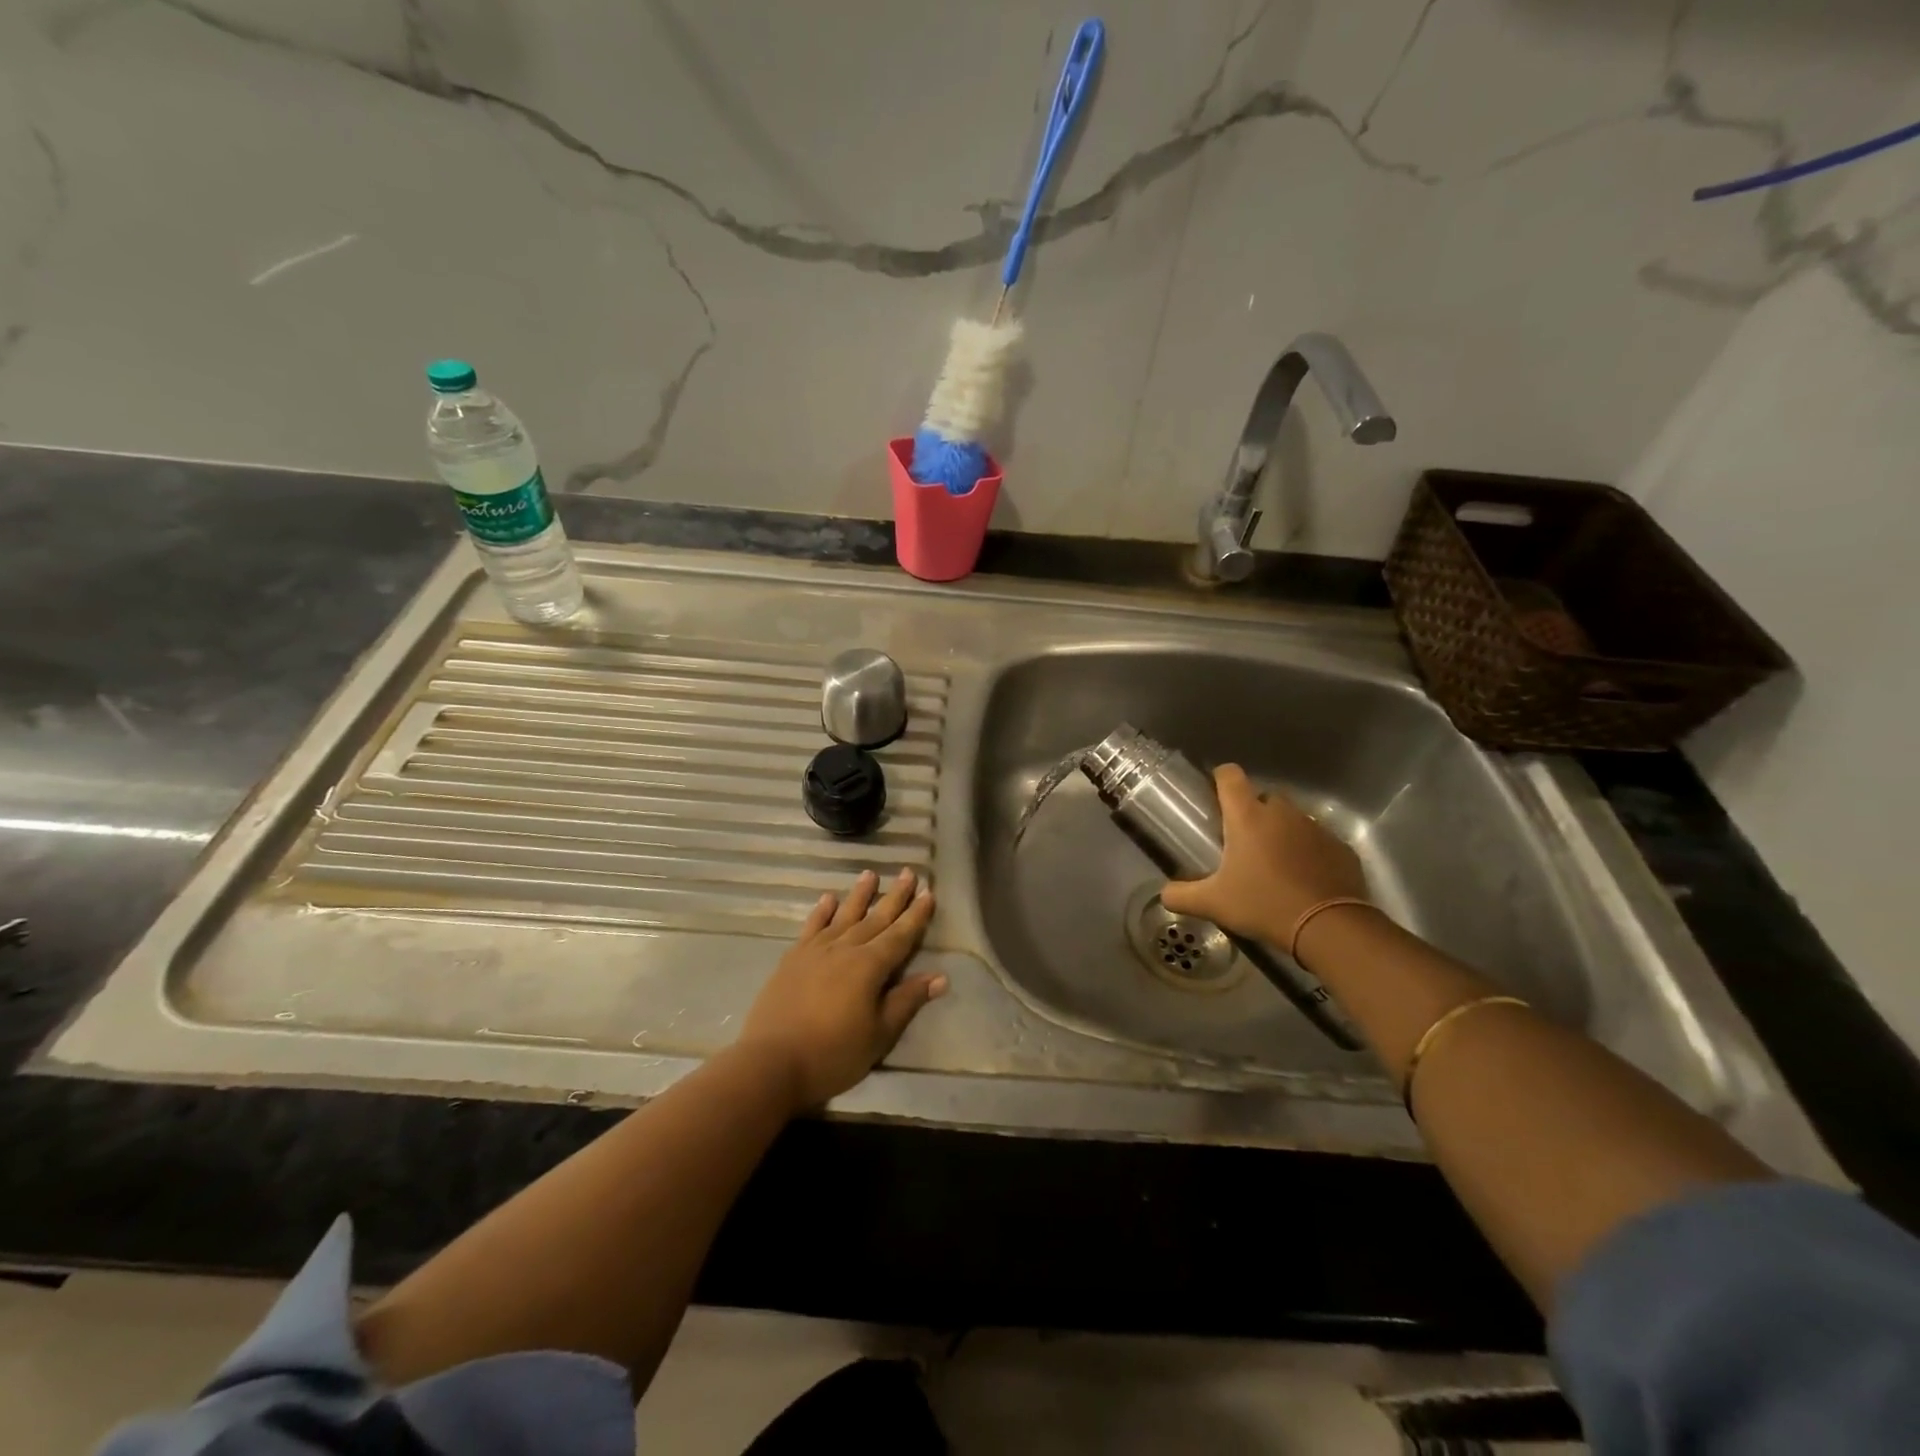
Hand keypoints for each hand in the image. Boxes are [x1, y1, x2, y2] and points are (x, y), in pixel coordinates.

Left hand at [736, 869, 944, 1109]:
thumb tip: (940, 976)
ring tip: (870, 873)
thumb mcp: (879, 1034)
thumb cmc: (833, 1054)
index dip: (916, 915)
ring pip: (844, 915)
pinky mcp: (792, 959)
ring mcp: (816, 951)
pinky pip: (811, 926)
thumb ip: (907, 1001)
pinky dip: (821, 911)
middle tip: (909, 872)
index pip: (900, 935)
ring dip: (859, 895)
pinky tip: (828, 899)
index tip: (929, 893)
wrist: (771, 1062)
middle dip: (895, 896)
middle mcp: (845, 949)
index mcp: (870, 966)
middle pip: (875, 918)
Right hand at [1159, 765, 1368, 945]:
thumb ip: (1182, 895)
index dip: (1220, 779)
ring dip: (1281, 833)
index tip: (1215, 796)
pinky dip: (1309, 853)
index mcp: (1248, 816)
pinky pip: (1318, 842)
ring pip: (1292, 819)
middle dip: (1253, 813)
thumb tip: (1163, 894)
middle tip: (1242, 843)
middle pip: (1263, 797)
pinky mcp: (1341, 848)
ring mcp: (1315, 828)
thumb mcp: (1214, 904)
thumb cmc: (1264, 904)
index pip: (1230, 776)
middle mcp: (1282, 813)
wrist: (1330, 928)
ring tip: (1274, 865)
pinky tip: (1303, 879)